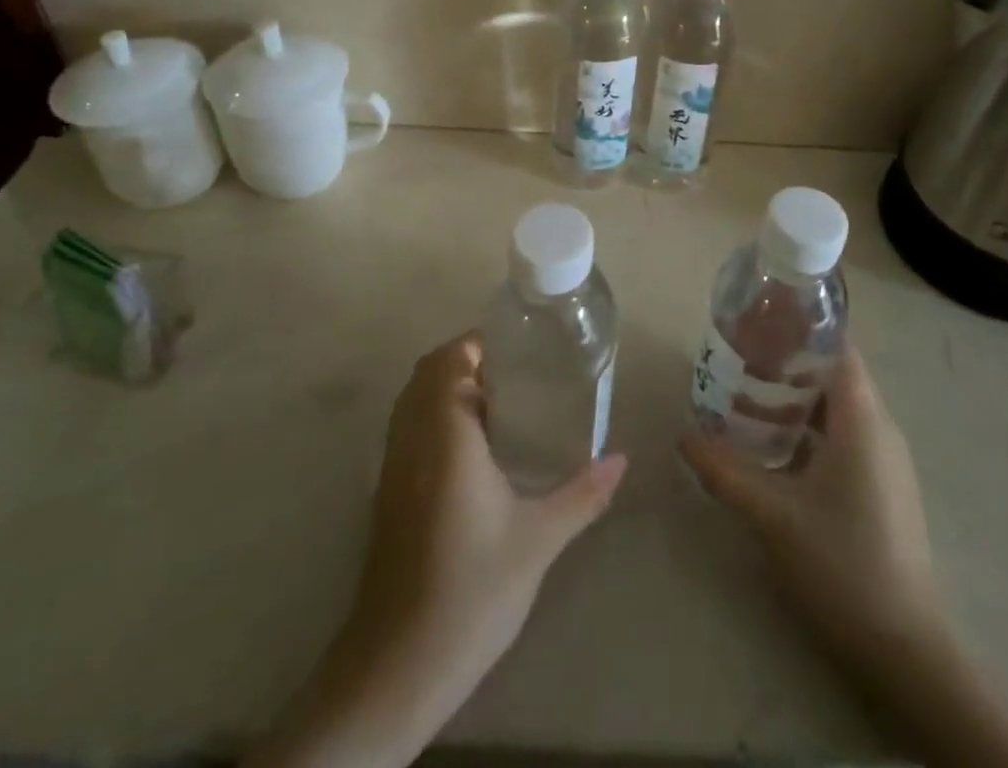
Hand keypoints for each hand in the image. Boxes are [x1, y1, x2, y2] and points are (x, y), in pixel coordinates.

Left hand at [353, 330, 627, 682]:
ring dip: (448, 388)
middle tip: (515, 375)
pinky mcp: (386, 492)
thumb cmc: (472, 588)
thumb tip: (621, 459)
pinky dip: (434, 416)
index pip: (450, 360)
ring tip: (500, 405)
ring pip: (413, 399)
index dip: (478, 344)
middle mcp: (412, 437)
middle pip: (429, 372)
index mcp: (446, 434)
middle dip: (467, 361)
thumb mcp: (539, 539)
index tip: (518, 349)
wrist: (398, 663)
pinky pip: (408, 428)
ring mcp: (392, 465)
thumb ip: (582, 494)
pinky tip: (473, 451)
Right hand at [679, 347, 945, 672]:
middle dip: (788, 362)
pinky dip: (809, 428)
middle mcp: (880, 429)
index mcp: (862, 419)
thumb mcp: (773, 514)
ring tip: (747, 396)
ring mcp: (885, 460)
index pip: (838, 347)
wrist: (905, 648)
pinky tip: (774, 447)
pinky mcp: (882, 487)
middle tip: (740, 359)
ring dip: (796, 398)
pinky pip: (844, 436)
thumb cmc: (842, 563)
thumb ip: (724, 471)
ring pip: (838, 407)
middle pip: (834, 373)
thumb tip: (683, 436)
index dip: (801, 328)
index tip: (759, 322)